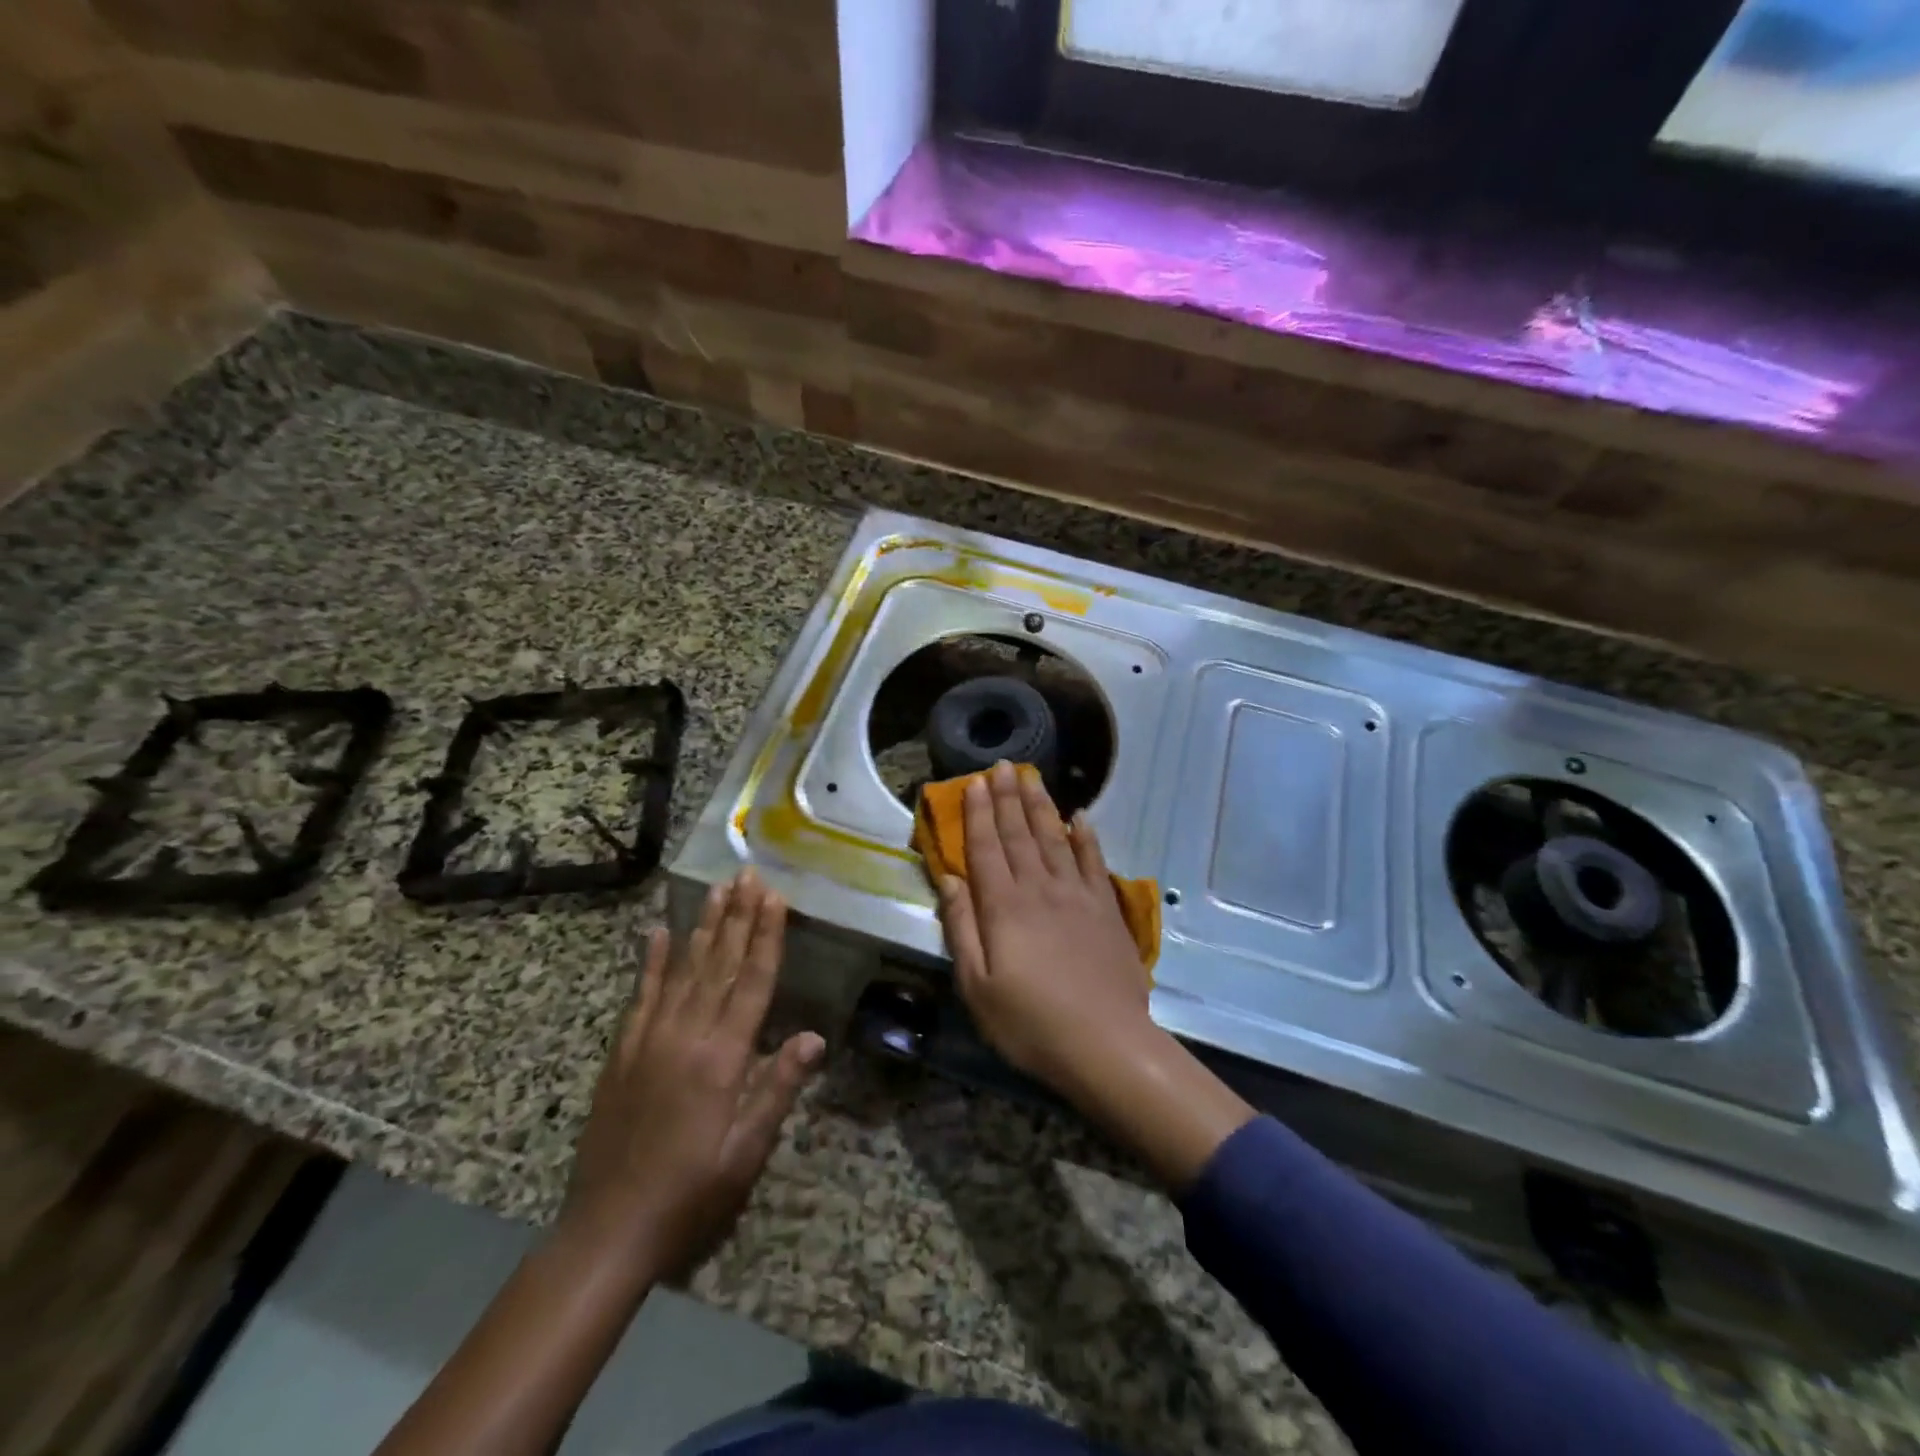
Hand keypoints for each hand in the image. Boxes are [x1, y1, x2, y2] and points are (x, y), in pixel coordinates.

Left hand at [561, 870, 824, 1278]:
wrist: (607, 1231)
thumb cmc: (690, 1193)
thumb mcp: (746, 1152)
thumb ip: (777, 1088)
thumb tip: (814, 1037)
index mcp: (722, 1058)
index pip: (752, 982)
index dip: (766, 937)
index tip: (774, 898)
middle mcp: (686, 1036)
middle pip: (718, 964)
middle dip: (738, 916)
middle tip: (748, 875)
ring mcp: (649, 1040)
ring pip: (683, 970)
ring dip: (703, 927)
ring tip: (717, 890)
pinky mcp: (623, 1053)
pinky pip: (641, 996)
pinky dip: (652, 962)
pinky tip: (659, 931)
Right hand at [935, 761, 1154, 1098]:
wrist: (1106, 1044)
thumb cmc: (1030, 1023)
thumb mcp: (977, 986)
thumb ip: (962, 928)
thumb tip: (949, 879)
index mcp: (1003, 907)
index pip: (986, 848)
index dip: (978, 814)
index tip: (972, 783)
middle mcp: (1039, 889)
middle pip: (1019, 834)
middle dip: (1007, 797)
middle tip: (1002, 765)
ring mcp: (1077, 895)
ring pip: (1054, 838)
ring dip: (1041, 805)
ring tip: (1032, 776)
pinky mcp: (1106, 908)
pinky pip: (1094, 861)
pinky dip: (1086, 837)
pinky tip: (1079, 817)